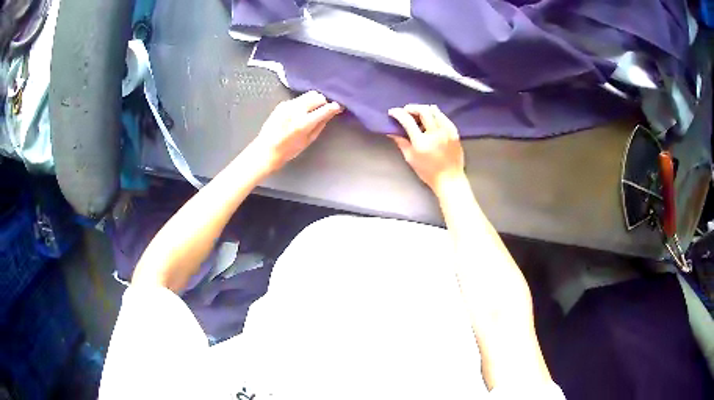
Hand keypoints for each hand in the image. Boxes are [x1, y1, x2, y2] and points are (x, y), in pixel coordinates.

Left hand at [250, 91, 342, 171]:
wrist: (265, 150)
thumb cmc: (288, 150)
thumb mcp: (308, 140)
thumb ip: (321, 125)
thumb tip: (330, 114)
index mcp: (304, 122)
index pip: (325, 108)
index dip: (334, 107)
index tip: (338, 107)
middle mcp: (296, 110)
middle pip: (317, 96)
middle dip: (323, 102)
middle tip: (323, 110)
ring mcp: (288, 105)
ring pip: (308, 95)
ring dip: (313, 101)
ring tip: (312, 110)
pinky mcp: (282, 104)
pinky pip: (298, 99)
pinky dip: (303, 103)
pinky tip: (300, 112)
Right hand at [389, 104, 465, 194]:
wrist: (450, 179)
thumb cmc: (428, 172)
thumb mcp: (411, 158)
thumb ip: (401, 142)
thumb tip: (391, 131)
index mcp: (422, 142)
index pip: (408, 121)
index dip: (398, 113)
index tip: (393, 112)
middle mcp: (435, 134)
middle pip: (423, 111)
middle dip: (412, 107)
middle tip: (406, 110)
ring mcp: (447, 132)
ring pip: (435, 111)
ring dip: (424, 109)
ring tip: (418, 113)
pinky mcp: (454, 132)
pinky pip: (444, 117)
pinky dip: (435, 114)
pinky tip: (431, 118)